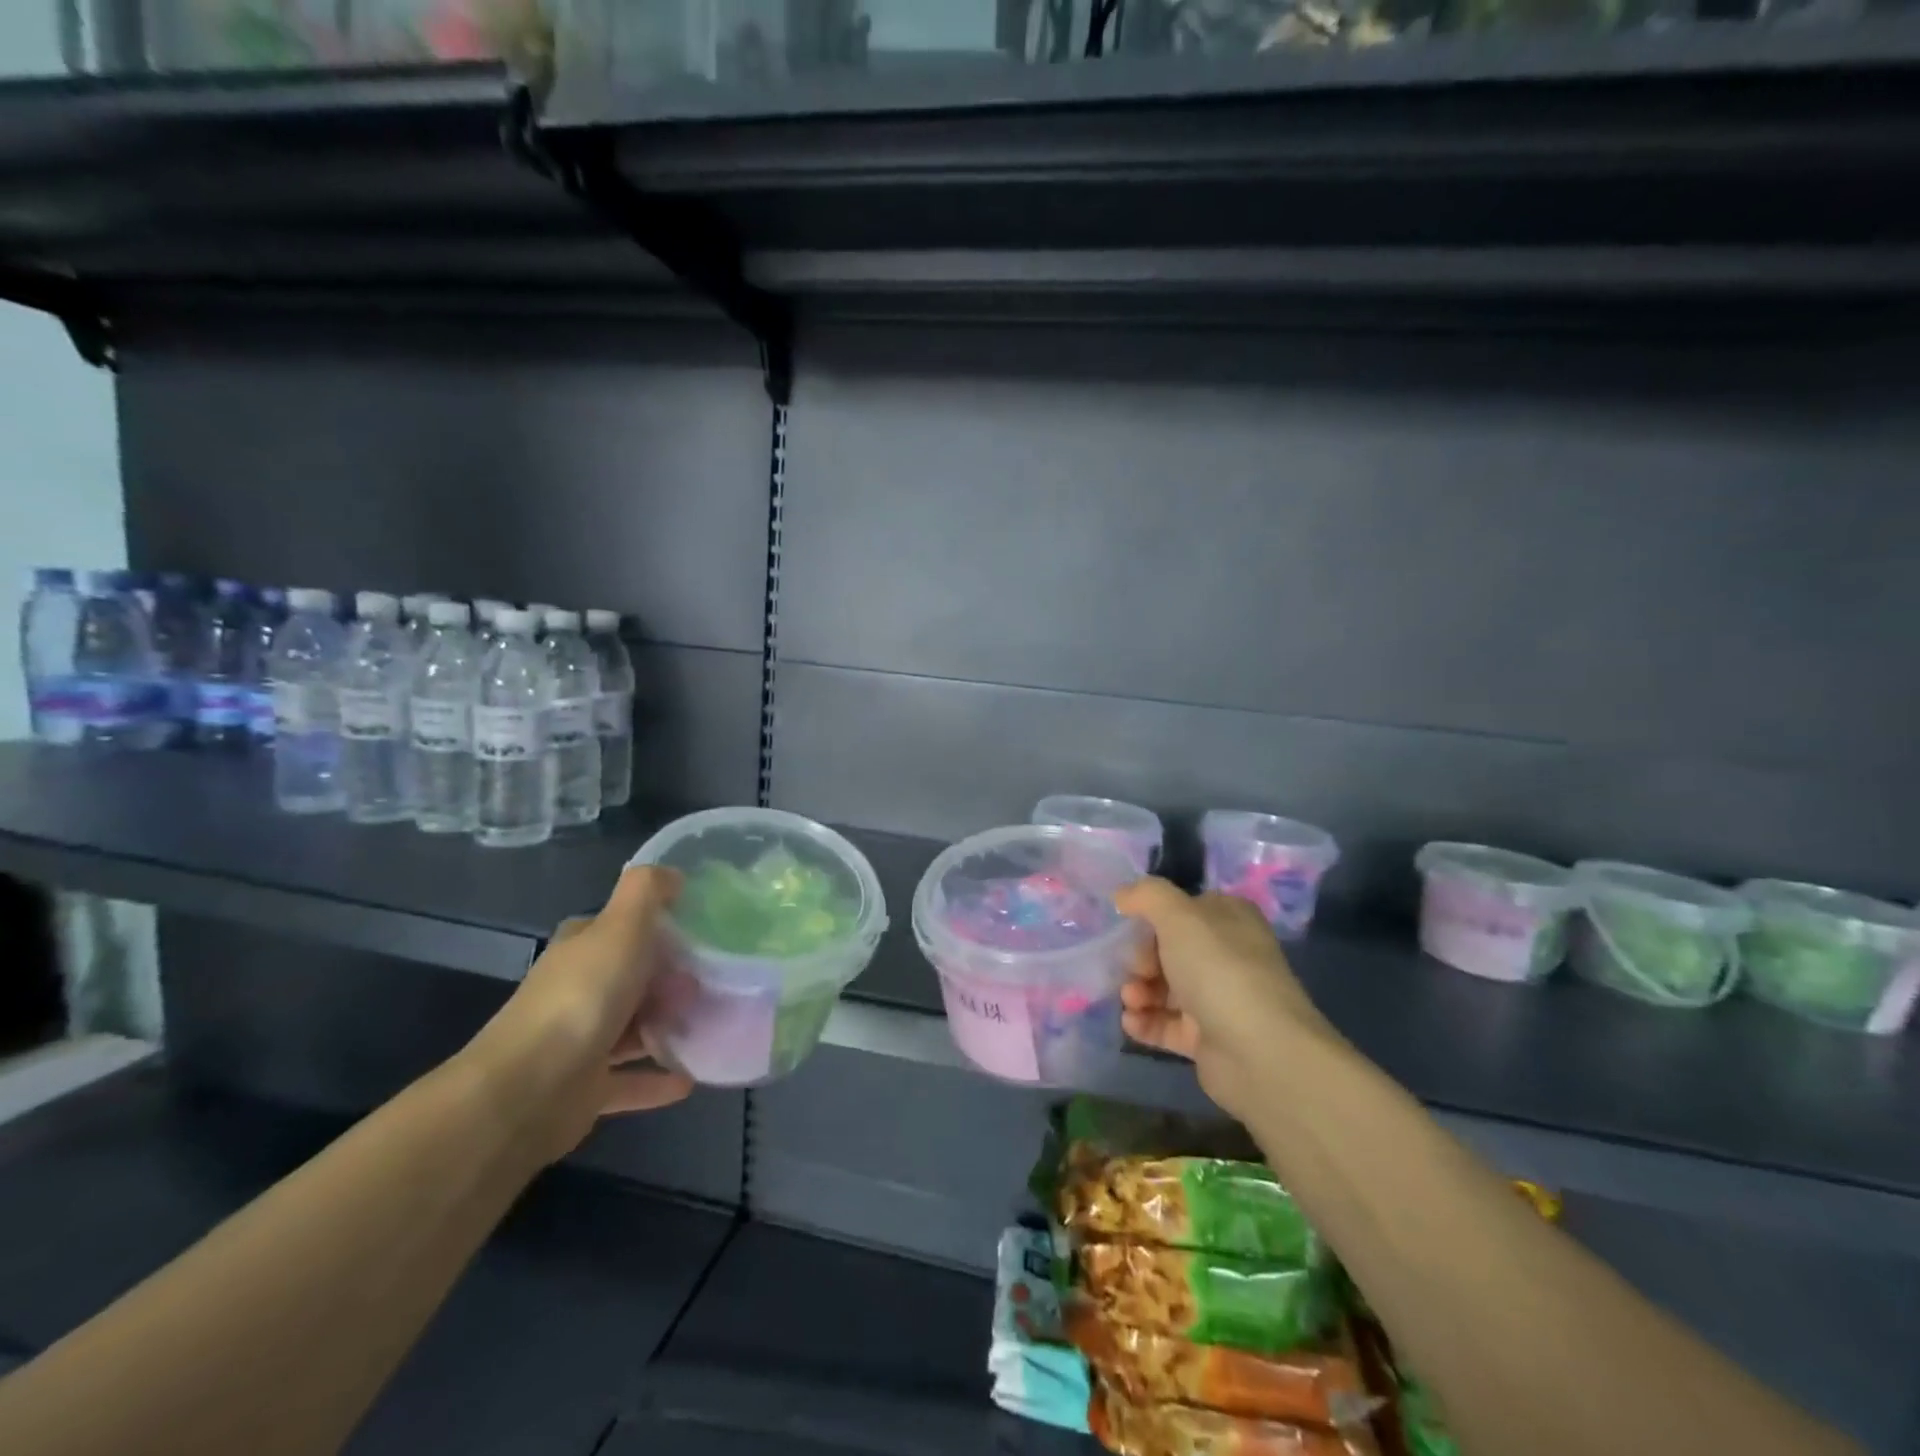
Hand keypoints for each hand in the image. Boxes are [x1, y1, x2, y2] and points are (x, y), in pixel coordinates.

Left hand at [467, 866, 693, 1164]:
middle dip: (671, 980)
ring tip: (713, 1025)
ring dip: (668, 1027)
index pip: (620, 928)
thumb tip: (673, 873)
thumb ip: (647, 891)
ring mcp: (578, 1042)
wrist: (529, 1090)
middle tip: (715, 983)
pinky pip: (630, 1080)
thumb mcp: (622, 925)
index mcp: (582, 950)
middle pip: (632, 978)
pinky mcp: (584, 1090)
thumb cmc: (583, 997)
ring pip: (633, 1028)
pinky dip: (658, 1079)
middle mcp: (577, 990)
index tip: (701, 934)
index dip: (658, 928)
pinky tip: (691, 1079)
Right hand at [1116, 879, 1339, 1121]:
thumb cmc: (1218, 969)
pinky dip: (1146, 1022)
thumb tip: (1122, 895)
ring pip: (1166, 988)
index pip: (1185, 908)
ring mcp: (1219, 999)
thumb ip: (1147, 896)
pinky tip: (1131, 1023)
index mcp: (1229, 919)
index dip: (1154, 916)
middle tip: (1134, 969)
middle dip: (1141, 958)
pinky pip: (1167, 1025)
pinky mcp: (1208, 1038)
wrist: (1259, 1051)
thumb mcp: (1178, 915)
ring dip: (1139, 990)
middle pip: (1170, 949)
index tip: (1129, 926)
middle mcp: (1227, 955)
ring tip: (1131, 1000)